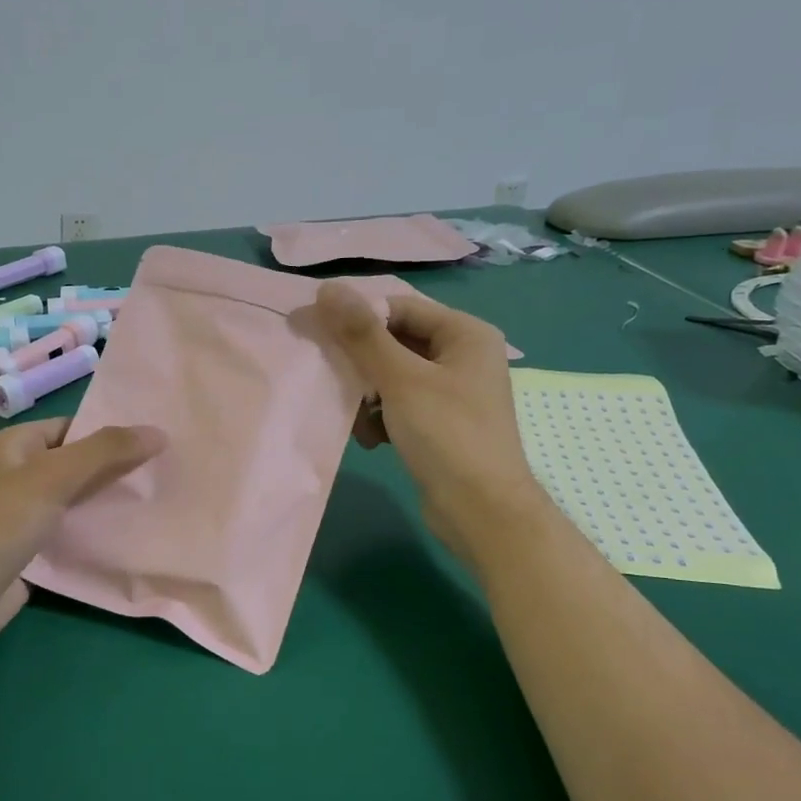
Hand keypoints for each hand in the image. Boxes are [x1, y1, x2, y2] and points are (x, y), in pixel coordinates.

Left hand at [0, 418, 165, 646]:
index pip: (74, 427)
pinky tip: (132, 533)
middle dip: (117, 467)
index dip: (112, 431)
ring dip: (110, 501)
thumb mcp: (53, 476)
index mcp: (17, 444)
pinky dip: (96, 531)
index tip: (158, 440)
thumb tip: (158, 432)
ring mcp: (24, 513)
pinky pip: (71, 530)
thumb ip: (105, 452)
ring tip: (159, 498)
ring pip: (77, 499)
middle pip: (78, 463)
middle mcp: (19, 473)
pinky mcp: (31, 548)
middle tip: (166, 470)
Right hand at [315, 282, 544, 567]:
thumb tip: (327, 288)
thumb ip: (362, 334)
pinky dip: (382, 417)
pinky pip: (400, 404)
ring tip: (360, 421)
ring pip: (393, 376)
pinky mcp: (442, 422)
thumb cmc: (447, 436)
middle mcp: (463, 355)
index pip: (399, 307)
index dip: (358, 317)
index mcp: (465, 333)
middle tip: (334, 380)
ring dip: (368, 396)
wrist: (482, 511)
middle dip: (362, 365)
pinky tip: (374, 440)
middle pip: (395, 341)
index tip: (318, 333)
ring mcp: (454, 391)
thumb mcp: (400, 380)